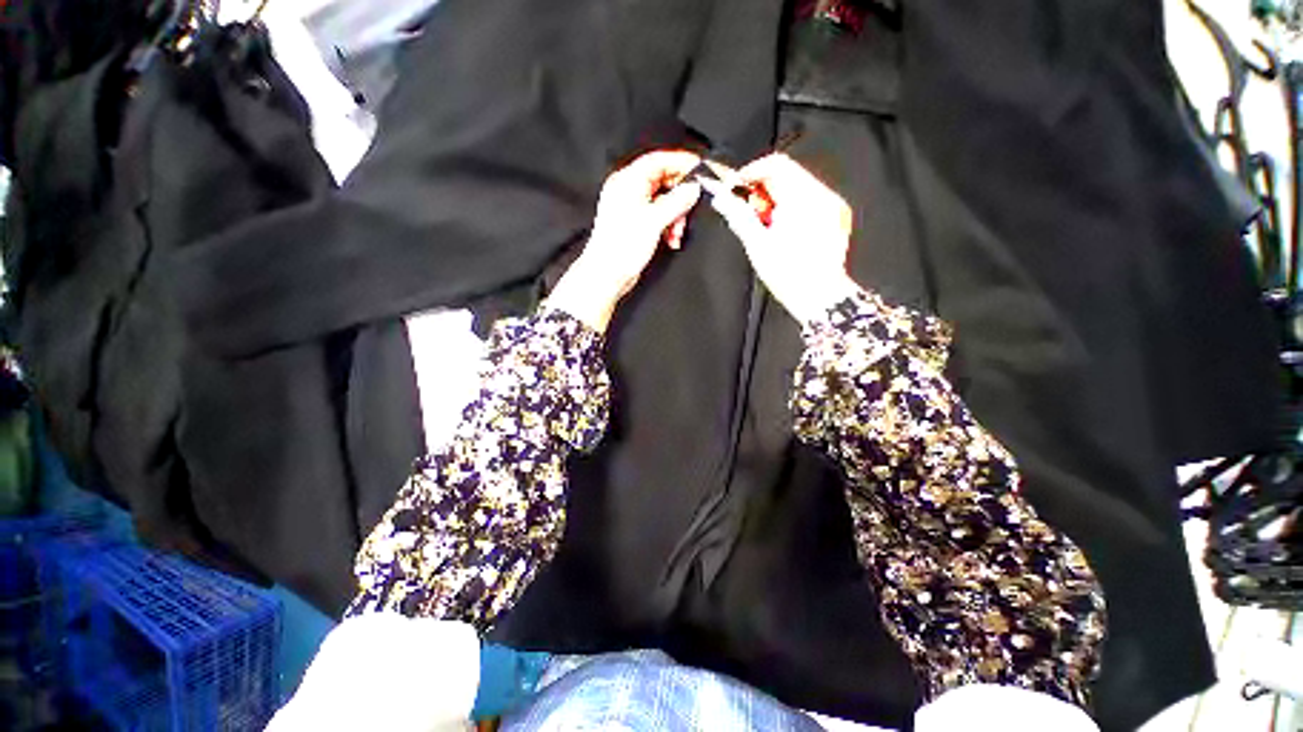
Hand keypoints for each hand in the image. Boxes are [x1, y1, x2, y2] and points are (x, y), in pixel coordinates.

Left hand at [545, 150, 702, 331]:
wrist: (607, 275)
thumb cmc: (620, 249)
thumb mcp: (654, 221)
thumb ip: (677, 201)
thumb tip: (692, 188)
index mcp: (627, 181)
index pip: (659, 160)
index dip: (681, 163)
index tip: (700, 171)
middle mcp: (628, 190)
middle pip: (664, 181)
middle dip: (680, 198)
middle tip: (689, 210)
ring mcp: (631, 207)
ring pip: (664, 201)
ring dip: (676, 216)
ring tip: (676, 233)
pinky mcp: (635, 223)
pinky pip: (659, 216)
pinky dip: (668, 225)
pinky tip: (671, 239)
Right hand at [699, 154, 860, 323]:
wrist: (820, 297)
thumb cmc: (789, 276)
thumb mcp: (757, 245)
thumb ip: (738, 215)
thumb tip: (721, 198)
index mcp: (802, 199)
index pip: (775, 164)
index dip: (750, 172)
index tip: (735, 188)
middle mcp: (822, 195)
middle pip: (787, 173)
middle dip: (762, 189)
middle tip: (749, 212)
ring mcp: (832, 205)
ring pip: (798, 185)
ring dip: (776, 198)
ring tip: (766, 225)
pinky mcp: (836, 215)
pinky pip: (810, 198)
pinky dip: (792, 206)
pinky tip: (783, 228)